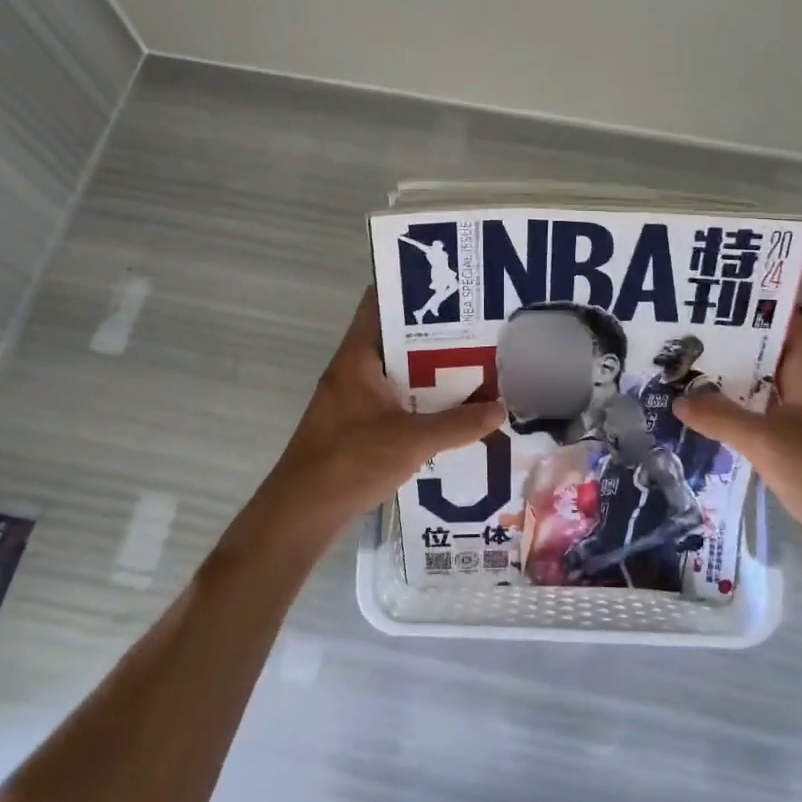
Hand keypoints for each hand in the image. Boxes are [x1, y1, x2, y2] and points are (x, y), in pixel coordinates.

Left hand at [251, 289, 504, 538]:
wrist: (300, 514)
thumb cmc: (351, 462)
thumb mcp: (412, 441)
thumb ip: (459, 424)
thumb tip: (501, 409)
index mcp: (358, 357)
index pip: (380, 302)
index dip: (412, 288)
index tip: (450, 287)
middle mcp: (352, 369)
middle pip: (394, 336)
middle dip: (434, 332)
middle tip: (478, 327)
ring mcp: (351, 397)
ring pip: (395, 370)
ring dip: (428, 368)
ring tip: (473, 364)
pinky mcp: (354, 424)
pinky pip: (392, 397)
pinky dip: (418, 397)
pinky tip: (449, 409)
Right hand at [674, 318, 801, 556]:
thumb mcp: (766, 441)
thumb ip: (719, 417)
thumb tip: (677, 399)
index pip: (781, 319)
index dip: (748, 303)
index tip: (708, 296)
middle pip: (766, 349)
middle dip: (728, 340)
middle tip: (681, 330)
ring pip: (762, 382)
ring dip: (729, 376)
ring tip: (683, 365)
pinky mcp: (800, 439)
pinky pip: (763, 411)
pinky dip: (737, 406)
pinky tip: (704, 410)